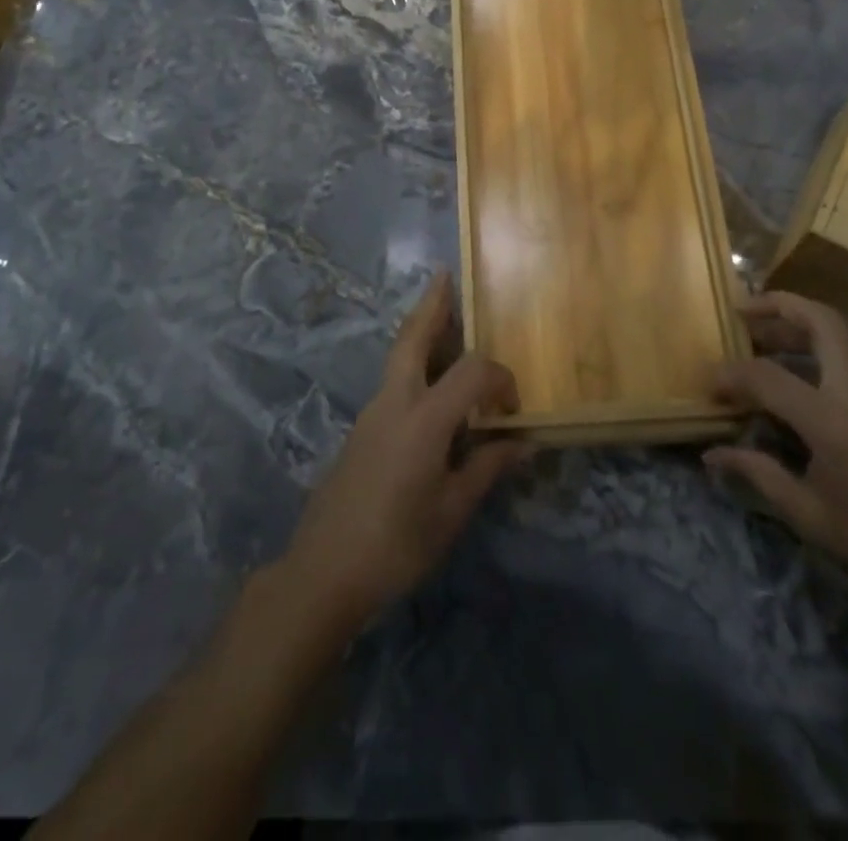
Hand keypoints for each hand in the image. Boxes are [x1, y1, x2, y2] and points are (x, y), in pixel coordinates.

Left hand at [283, 272, 528, 630]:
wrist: (322, 571)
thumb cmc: (396, 544)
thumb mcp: (451, 512)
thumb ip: (487, 469)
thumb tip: (524, 443)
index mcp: (423, 418)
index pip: (472, 372)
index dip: (500, 380)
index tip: (513, 411)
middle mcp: (394, 402)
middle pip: (412, 337)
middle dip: (431, 305)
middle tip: (444, 276)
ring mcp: (372, 413)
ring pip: (398, 356)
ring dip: (420, 331)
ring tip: (442, 316)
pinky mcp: (361, 430)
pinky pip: (393, 381)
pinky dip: (413, 363)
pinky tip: (429, 385)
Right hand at [705, 291, 847, 618]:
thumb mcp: (808, 515)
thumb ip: (758, 473)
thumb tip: (712, 455)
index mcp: (832, 420)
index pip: (768, 376)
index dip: (732, 374)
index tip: (709, 383)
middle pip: (821, 320)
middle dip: (778, 305)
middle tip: (741, 313)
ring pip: (837, 334)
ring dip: (797, 324)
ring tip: (760, 338)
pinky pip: (847, 357)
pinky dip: (814, 348)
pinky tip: (794, 376)